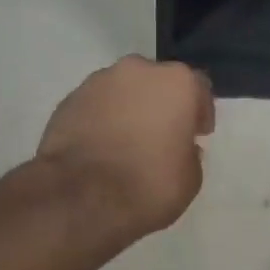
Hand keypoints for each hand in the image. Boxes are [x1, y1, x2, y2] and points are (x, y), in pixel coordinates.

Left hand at [36, 57, 214, 242]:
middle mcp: (139, 70)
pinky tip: (100, 147)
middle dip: (161, 103)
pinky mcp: (69, 99)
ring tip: (125, 142)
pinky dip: (101, 119)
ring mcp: (99, 81)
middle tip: (160, 135)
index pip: (199, 87)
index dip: (199, 112)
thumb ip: (190, 153)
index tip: (197, 134)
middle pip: (157, 82)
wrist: (79, 198)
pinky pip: (96, 105)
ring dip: (129, 108)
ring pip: (123, 90)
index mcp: (177, 82)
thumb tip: (180, 146)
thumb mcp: (190, 178)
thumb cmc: (148, 185)